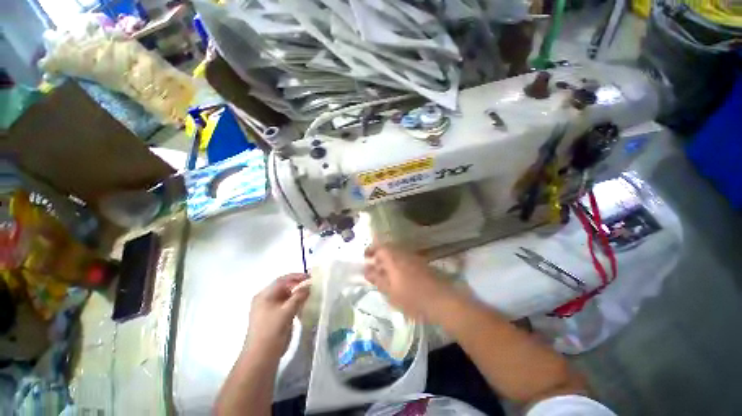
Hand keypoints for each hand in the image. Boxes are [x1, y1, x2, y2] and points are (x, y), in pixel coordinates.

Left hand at [244, 274, 310, 359]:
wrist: (261, 357)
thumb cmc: (272, 331)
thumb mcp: (287, 311)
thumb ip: (299, 296)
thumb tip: (309, 286)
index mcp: (264, 295)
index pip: (282, 280)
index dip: (297, 277)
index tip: (310, 277)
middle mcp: (264, 299)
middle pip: (283, 287)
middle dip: (298, 285)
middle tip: (311, 286)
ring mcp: (268, 309)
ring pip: (285, 296)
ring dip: (297, 294)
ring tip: (309, 294)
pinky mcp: (272, 318)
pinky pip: (285, 305)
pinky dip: (294, 303)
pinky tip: (303, 305)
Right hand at [364, 244, 452, 320]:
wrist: (440, 300)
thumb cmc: (412, 298)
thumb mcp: (390, 292)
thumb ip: (377, 279)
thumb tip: (366, 270)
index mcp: (394, 258)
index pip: (380, 247)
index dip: (371, 250)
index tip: (365, 257)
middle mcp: (403, 253)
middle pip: (388, 248)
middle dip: (379, 255)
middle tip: (373, 265)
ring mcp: (413, 257)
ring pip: (397, 253)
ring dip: (388, 259)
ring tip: (384, 272)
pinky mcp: (421, 263)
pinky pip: (405, 258)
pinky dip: (398, 263)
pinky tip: (398, 275)